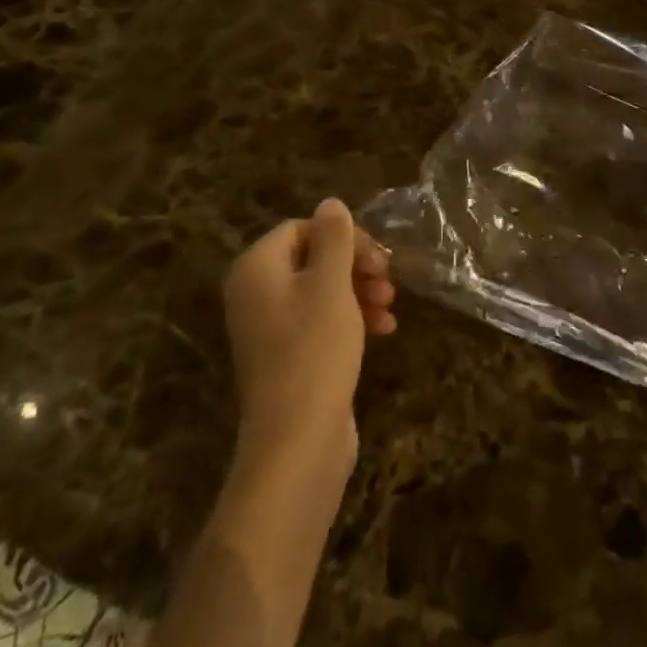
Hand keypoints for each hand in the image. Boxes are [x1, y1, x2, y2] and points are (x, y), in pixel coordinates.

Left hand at [223, 199, 395, 474]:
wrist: (296, 444)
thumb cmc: (313, 350)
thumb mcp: (331, 284)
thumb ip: (334, 238)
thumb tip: (330, 203)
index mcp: (256, 269)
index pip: (301, 228)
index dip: (343, 236)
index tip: (377, 255)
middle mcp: (255, 294)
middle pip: (312, 258)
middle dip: (355, 264)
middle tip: (388, 277)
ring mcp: (270, 329)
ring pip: (322, 290)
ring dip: (360, 290)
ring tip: (390, 306)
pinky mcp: (288, 358)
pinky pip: (320, 322)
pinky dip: (351, 319)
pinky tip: (385, 331)